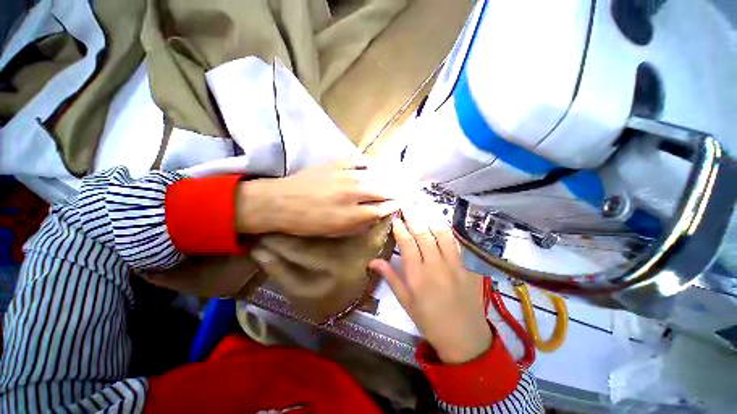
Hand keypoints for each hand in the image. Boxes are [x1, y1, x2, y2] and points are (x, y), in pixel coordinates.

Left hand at [236, 158, 398, 236]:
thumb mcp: (335, 232)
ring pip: (376, 175)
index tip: (401, 204)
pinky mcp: (337, 164)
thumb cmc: (308, 222)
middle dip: (396, 191)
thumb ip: (358, 225)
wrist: (281, 202)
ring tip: (399, 177)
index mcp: (352, 214)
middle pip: (383, 190)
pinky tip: (378, 165)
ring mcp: (346, 175)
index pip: (382, 209)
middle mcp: (353, 193)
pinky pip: (360, 160)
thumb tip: (376, 216)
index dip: (394, 206)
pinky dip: (372, 163)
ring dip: (389, 177)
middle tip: (405, 190)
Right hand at [369, 206, 491, 363]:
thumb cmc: (429, 320)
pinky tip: (439, 218)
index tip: (395, 215)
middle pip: (423, 233)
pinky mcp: (465, 265)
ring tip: (421, 203)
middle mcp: (435, 265)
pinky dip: (445, 228)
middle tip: (406, 201)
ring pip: (441, 233)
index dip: (400, 227)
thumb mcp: (405, 301)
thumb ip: (390, 277)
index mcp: (417, 275)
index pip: (407, 243)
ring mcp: (453, 263)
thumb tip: (372, 261)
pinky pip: (454, 241)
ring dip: (430, 216)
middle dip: (413, 214)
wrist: (464, 336)